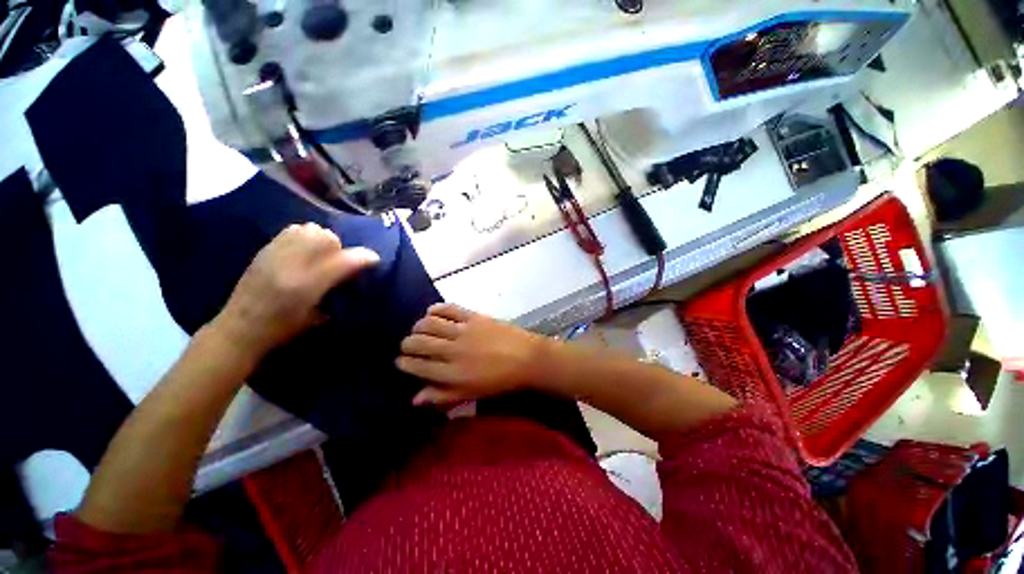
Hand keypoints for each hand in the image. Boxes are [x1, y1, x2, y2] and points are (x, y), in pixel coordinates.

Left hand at [210, 223, 379, 362]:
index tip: (374, 260)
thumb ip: (336, 291)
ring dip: (322, 239)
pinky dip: (304, 235)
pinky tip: (303, 251)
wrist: (239, 328)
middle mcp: (291, 265)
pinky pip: (292, 230)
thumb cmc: (282, 329)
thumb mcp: (317, 317)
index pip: (343, 261)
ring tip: (320, 254)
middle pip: (326, 238)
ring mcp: (275, 254)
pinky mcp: (264, 250)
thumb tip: (354, 273)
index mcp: (307, 287)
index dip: (364, 257)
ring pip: (309, 229)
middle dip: (339, 247)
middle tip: (337, 261)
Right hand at [396, 304, 552, 406]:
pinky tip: (432, 311)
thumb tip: (414, 398)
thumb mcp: (470, 394)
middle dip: (406, 343)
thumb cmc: (499, 381)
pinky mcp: (473, 317)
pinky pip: (449, 309)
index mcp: (451, 374)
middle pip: (418, 342)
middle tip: (408, 344)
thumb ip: (442, 396)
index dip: (404, 362)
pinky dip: (436, 308)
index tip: (401, 360)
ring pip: (429, 323)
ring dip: (419, 326)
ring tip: (419, 329)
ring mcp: (462, 331)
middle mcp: (451, 350)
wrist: (526, 358)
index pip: (417, 365)